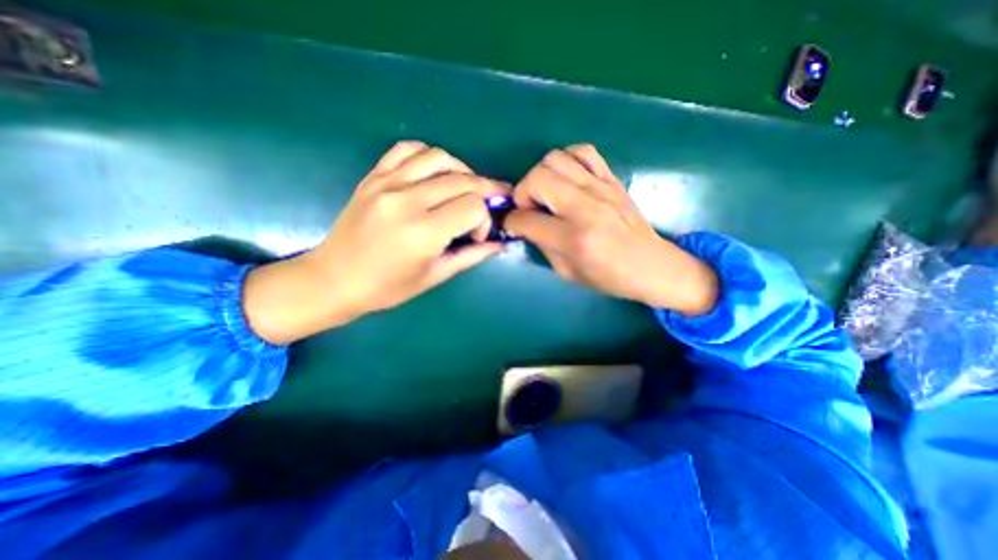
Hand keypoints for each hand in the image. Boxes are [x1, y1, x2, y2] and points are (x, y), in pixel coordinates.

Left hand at [240, 141, 507, 340]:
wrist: (334, 279)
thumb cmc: (387, 287)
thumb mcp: (435, 276)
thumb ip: (471, 256)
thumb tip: (499, 243)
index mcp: (424, 233)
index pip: (473, 207)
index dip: (485, 219)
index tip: (478, 235)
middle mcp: (407, 201)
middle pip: (462, 180)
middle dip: (485, 191)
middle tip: (490, 204)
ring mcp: (387, 184)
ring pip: (438, 157)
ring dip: (461, 170)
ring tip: (465, 187)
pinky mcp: (373, 176)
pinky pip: (407, 150)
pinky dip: (429, 156)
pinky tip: (435, 173)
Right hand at [509, 144, 716, 317]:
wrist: (651, 265)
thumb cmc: (608, 276)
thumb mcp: (566, 272)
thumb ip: (542, 244)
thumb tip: (525, 224)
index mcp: (573, 238)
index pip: (527, 219)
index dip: (512, 222)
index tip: (513, 225)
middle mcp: (585, 207)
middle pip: (538, 179)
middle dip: (522, 193)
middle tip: (529, 208)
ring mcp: (601, 188)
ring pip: (555, 158)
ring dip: (541, 175)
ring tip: (546, 193)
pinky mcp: (612, 178)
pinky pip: (583, 151)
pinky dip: (567, 159)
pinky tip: (567, 178)